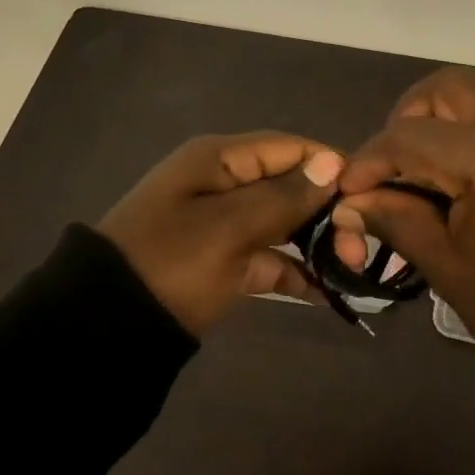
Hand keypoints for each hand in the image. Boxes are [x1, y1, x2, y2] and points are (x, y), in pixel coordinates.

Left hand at [99, 132, 344, 334]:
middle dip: (328, 211)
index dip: (330, 166)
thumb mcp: (230, 226)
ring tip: (351, 268)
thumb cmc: (172, 261)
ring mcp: (223, 224)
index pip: (289, 148)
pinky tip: (325, 291)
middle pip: (290, 185)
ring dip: (317, 241)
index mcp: (220, 159)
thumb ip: (285, 195)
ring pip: (282, 222)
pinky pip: (267, 257)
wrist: (107, 327)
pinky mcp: (222, 261)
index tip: (368, 196)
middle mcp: (223, 183)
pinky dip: (293, 270)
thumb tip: (333, 161)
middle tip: (357, 248)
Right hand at [332, 69, 474, 351]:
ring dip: (445, 121)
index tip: (349, 190)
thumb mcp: (447, 266)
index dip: (368, 161)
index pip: (408, 137)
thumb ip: (396, 219)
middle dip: (409, 118)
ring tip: (431, 172)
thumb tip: (352, 201)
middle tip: (396, 165)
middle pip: (447, 88)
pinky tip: (473, 180)